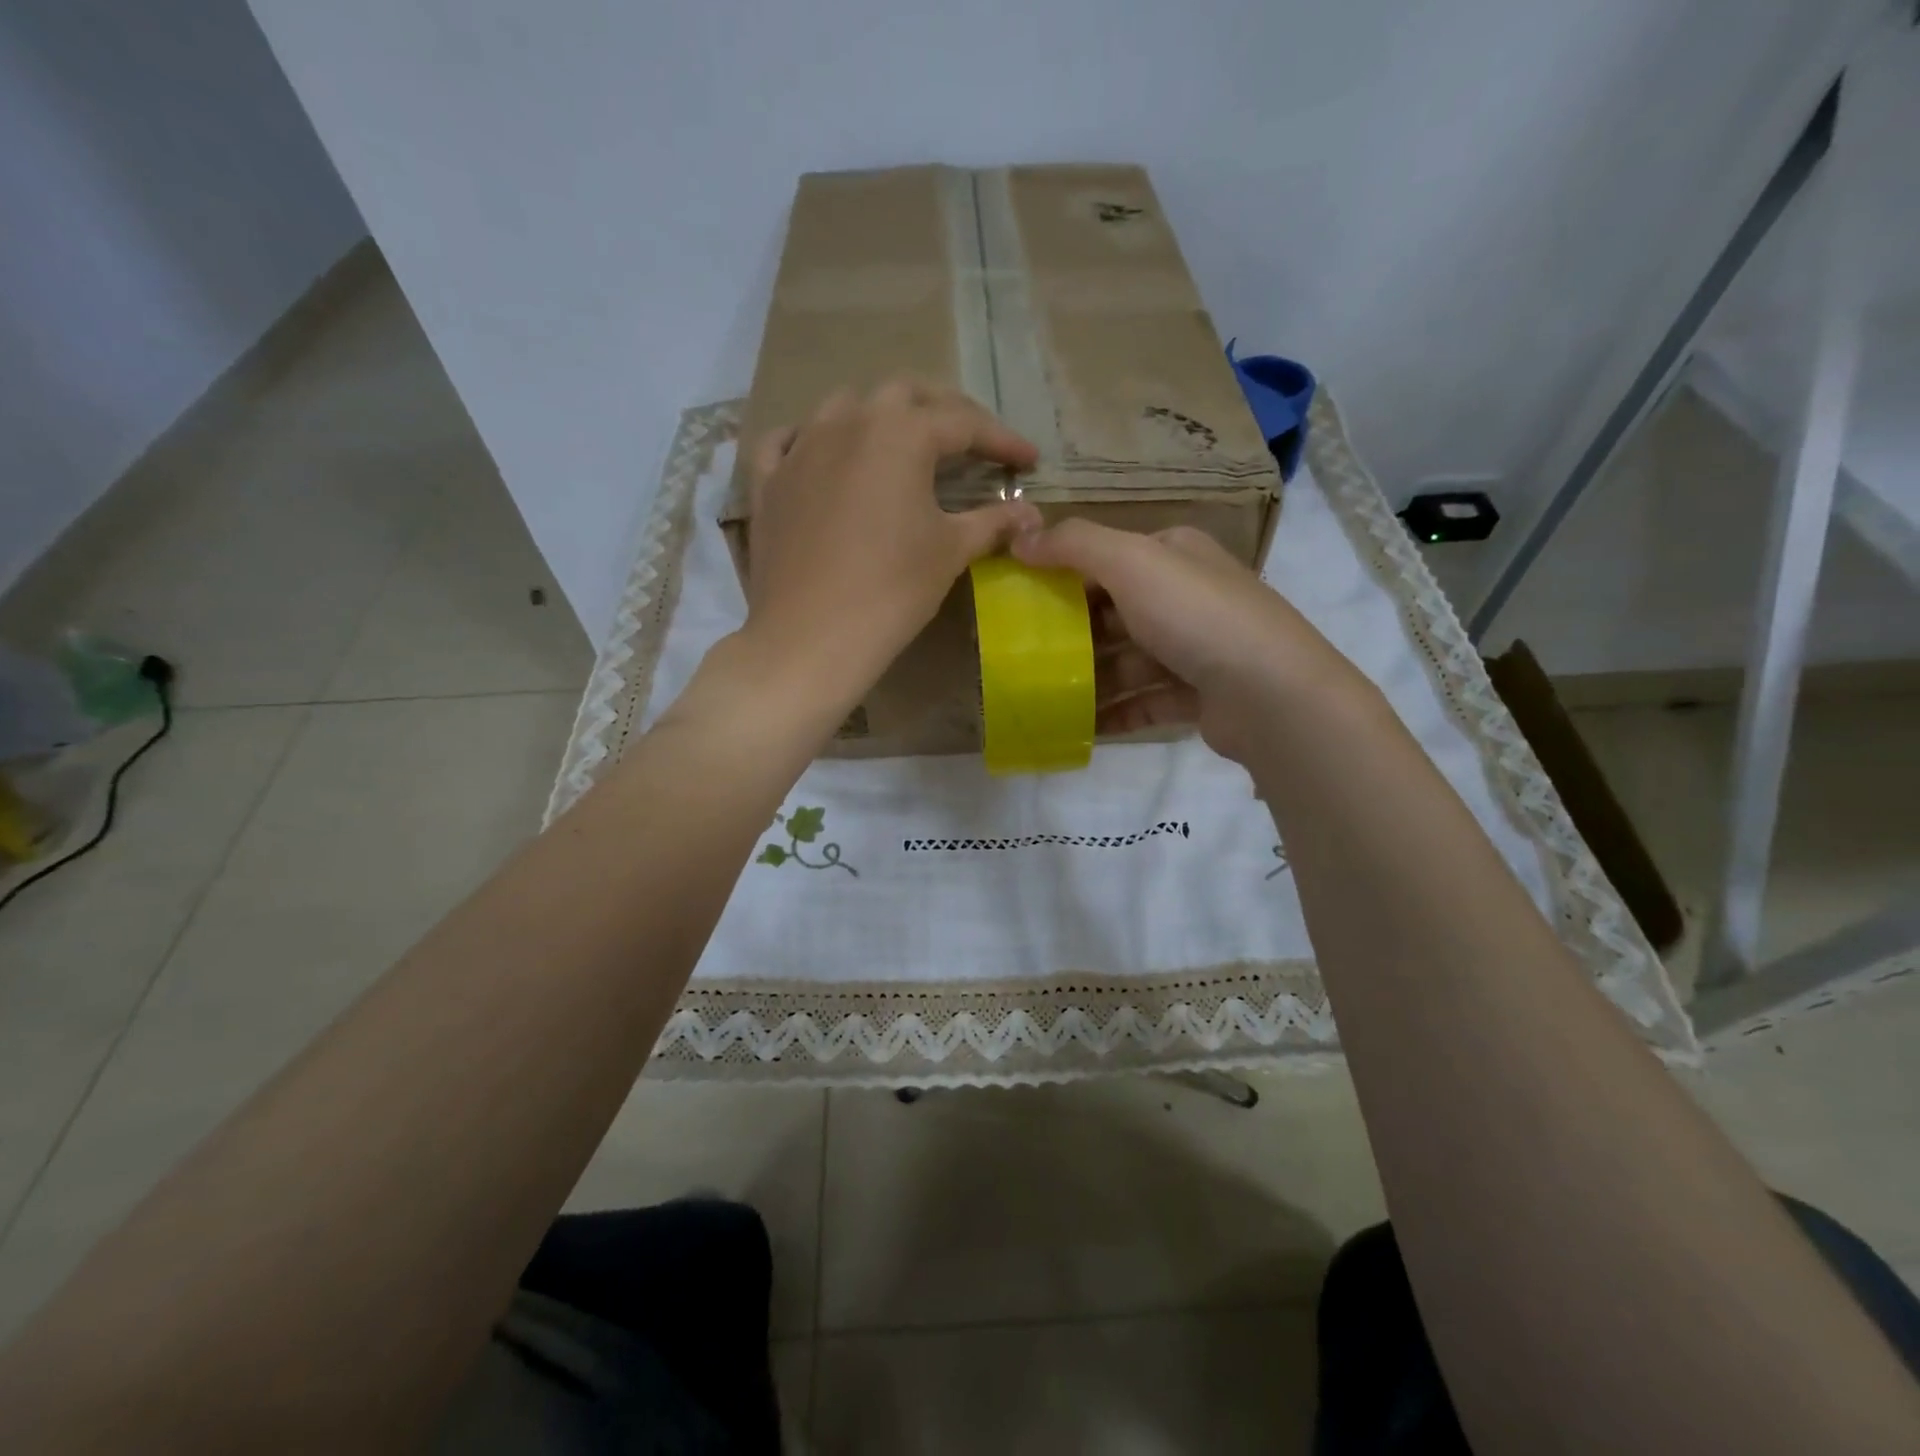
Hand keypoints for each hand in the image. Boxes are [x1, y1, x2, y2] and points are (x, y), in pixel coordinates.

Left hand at [736, 379, 1041, 714]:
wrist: (811, 636)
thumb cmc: (892, 590)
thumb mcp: (951, 551)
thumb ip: (993, 522)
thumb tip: (1031, 514)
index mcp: (901, 433)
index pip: (964, 423)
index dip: (1002, 440)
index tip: (1029, 460)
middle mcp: (848, 422)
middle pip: (904, 395)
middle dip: (944, 412)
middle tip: (969, 443)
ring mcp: (800, 447)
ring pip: (844, 406)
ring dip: (880, 416)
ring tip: (900, 445)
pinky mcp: (768, 481)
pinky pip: (787, 441)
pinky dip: (811, 440)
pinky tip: (822, 455)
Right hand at [1011, 520, 1369, 764]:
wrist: (1269, 693)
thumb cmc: (1195, 615)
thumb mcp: (1131, 562)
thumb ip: (1074, 545)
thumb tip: (1020, 538)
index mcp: (1175, 555)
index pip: (1110, 558)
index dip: (1065, 574)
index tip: (1022, 600)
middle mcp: (1189, 597)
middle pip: (1116, 613)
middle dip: (1073, 634)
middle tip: (1026, 655)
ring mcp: (1197, 649)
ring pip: (1129, 662)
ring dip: (1090, 680)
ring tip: (1045, 699)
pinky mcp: (1200, 696)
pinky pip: (1145, 702)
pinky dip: (1115, 713)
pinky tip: (1080, 728)